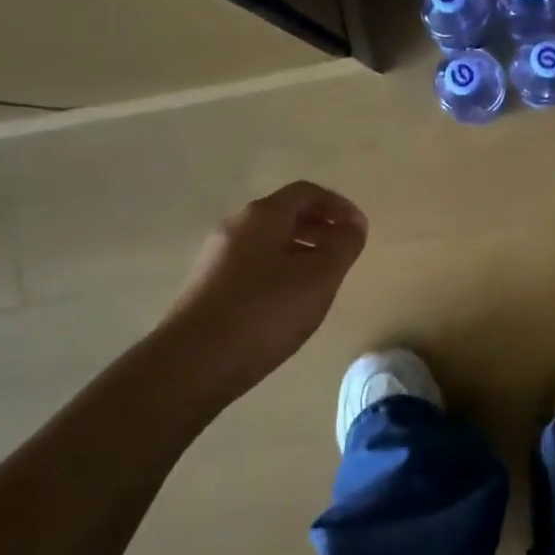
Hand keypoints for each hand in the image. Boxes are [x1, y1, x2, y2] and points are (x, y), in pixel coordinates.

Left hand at [162, 181, 367, 393]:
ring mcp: (218, 256)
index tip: (360, 230)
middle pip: (286, 213)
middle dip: (322, 227)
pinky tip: (290, 301)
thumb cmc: (265, 312)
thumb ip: (343, 245)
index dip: (339, 206)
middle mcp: (236, 226)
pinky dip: (281, 268)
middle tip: (345, 253)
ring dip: (302, 249)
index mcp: (263, 215)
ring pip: (270, 240)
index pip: (307, 192)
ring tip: (323, 279)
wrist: (194, 362)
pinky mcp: (210, 284)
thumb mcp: (319, 277)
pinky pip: (254, 263)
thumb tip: (353, 225)